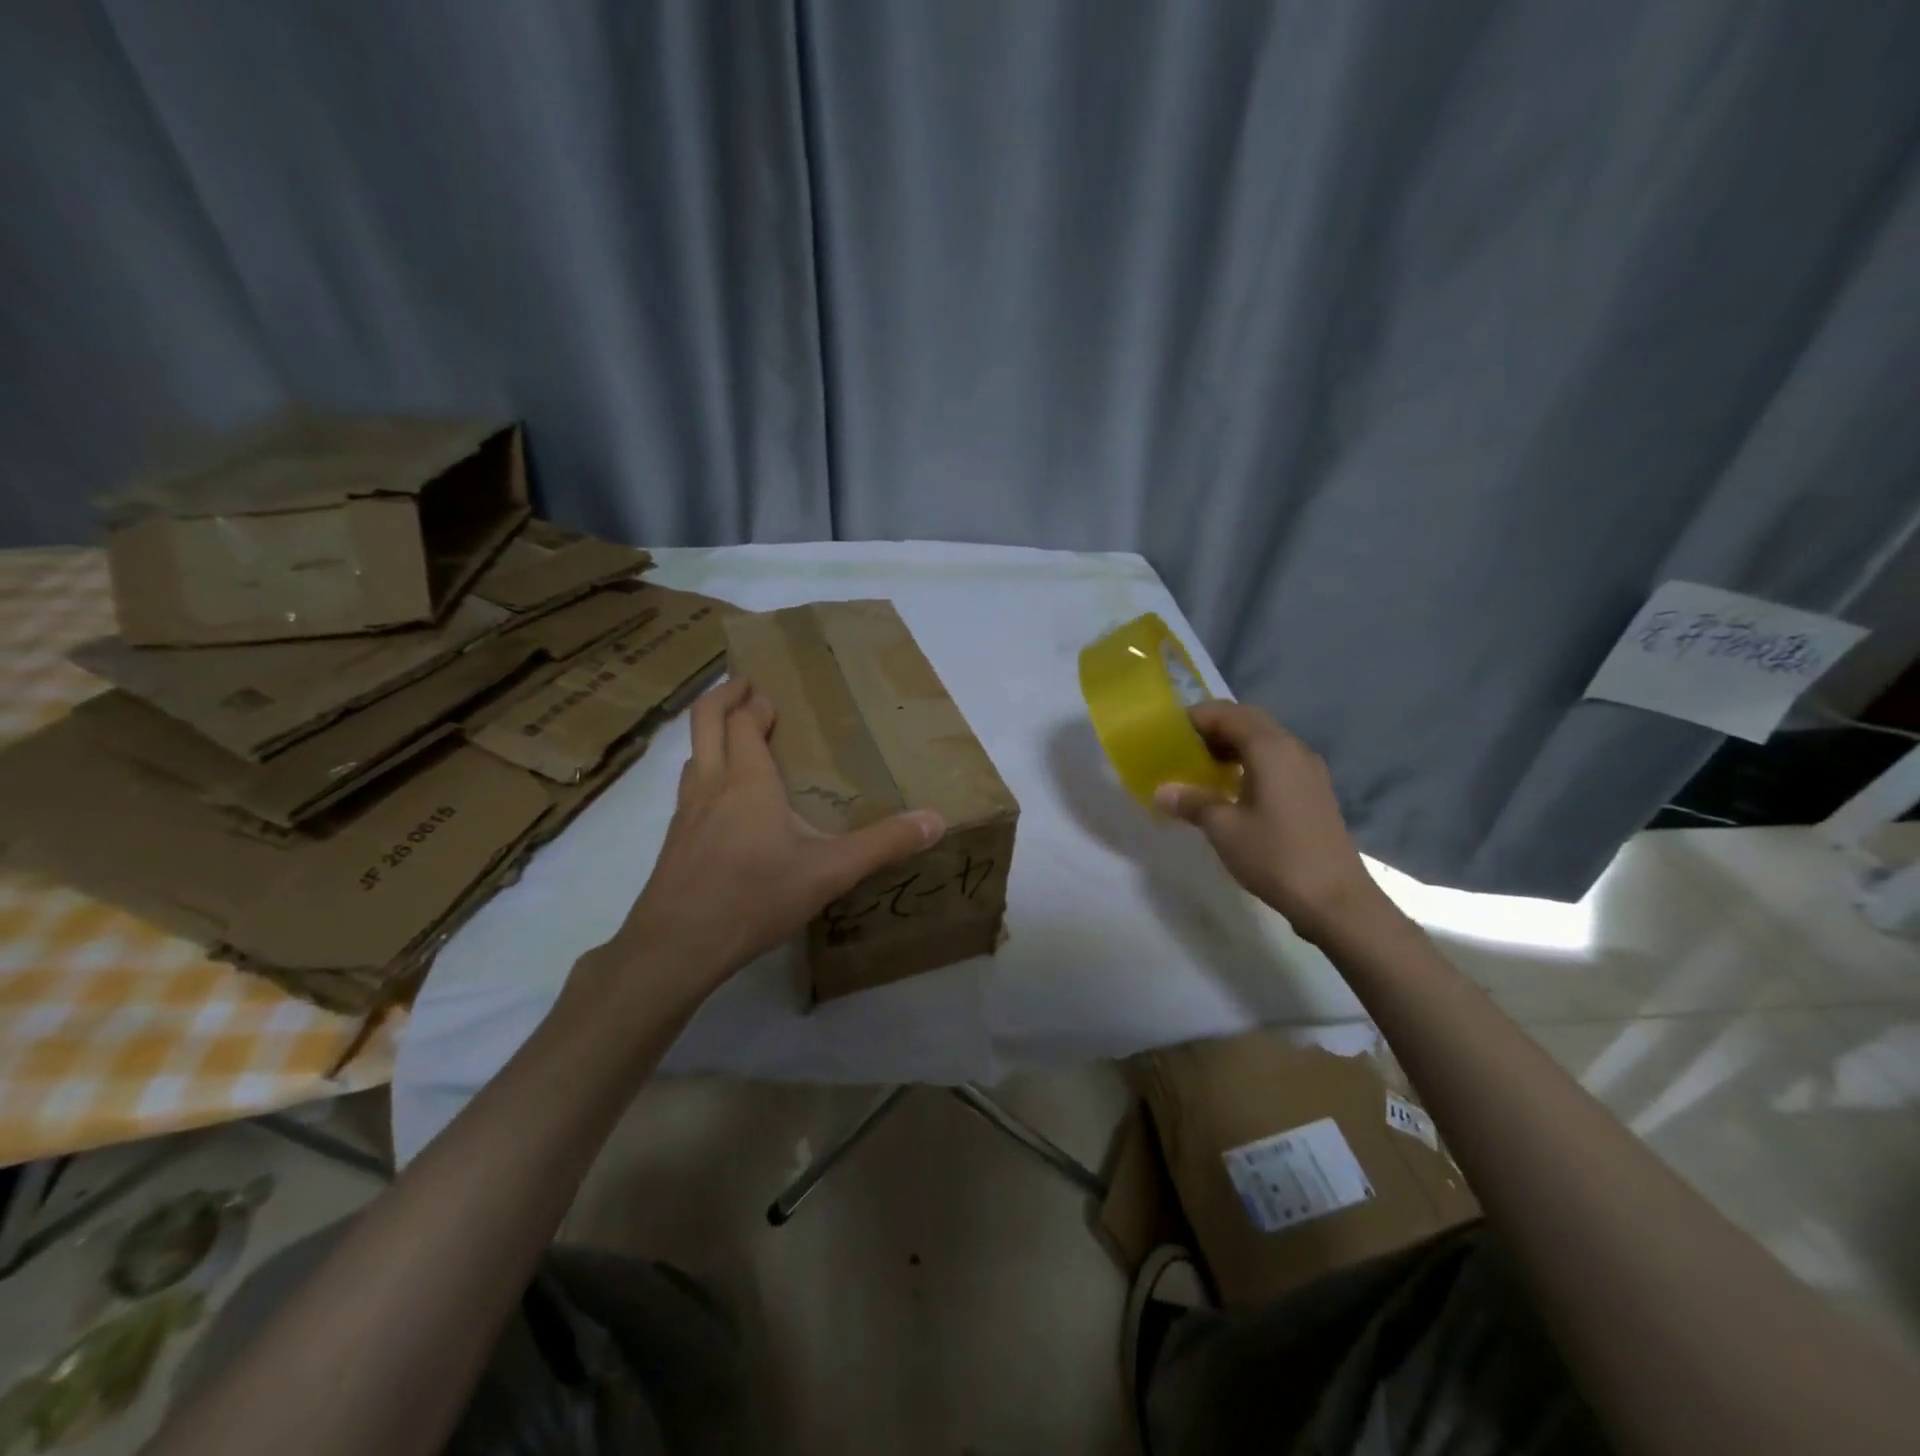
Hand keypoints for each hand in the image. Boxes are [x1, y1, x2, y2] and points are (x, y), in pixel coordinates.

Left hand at [591, 677, 943, 1000]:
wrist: (676, 946)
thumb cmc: (754, 897)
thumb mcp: (830, 872)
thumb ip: (883, 844)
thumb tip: (935, 820)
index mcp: (747, 781)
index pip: (742, 721)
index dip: (753, 702)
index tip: (767, 693)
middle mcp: (711, 784)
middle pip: (705, 721)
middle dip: (723, 696)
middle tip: (745, 686)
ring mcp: (685, 813)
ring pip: (692, 755)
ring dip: (711, 735)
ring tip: (736, 740)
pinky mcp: (674, 841)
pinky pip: (688, 788)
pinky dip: (705, 772)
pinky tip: (724, 805)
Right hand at [1153, 702, 1385, 943]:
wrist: (1336, 900)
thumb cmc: (1276, 856)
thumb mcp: (1224, 829)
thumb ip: (1192, 802)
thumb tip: (1161, 791)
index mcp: (1271, 749)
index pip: (1228, 714)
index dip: (1196, 718)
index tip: (1168, 733)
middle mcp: (1293, 749)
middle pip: (1249, 722)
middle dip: (1214, 729)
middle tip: (1183, 749)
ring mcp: (1308, 770)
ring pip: (1265, 741)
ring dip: (1233, 746)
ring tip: (1202, 769)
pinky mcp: (1314, 791)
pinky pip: (1277, 761)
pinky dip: (1251, 763)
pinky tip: (1232, 790)